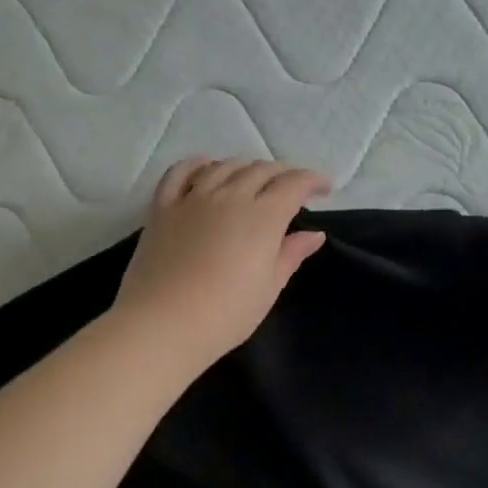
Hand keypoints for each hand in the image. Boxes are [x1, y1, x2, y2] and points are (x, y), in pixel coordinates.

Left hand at [115, 156, 330, 368]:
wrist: (163, 324)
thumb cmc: (226, 314)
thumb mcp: (268, 287)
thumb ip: (291, 254)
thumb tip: (314, 234)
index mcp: (262, 217)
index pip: (294, 184)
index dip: (313, 180)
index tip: (325, 188)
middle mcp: (230, 196)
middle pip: (261, 169)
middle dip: (283, 174)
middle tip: (291, 189)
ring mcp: (193, 198)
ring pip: (225, 166)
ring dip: (246, 167)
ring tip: (254, 180)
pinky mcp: (163, 207)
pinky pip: (181, 172)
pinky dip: (198, 163)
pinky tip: (207, 167)